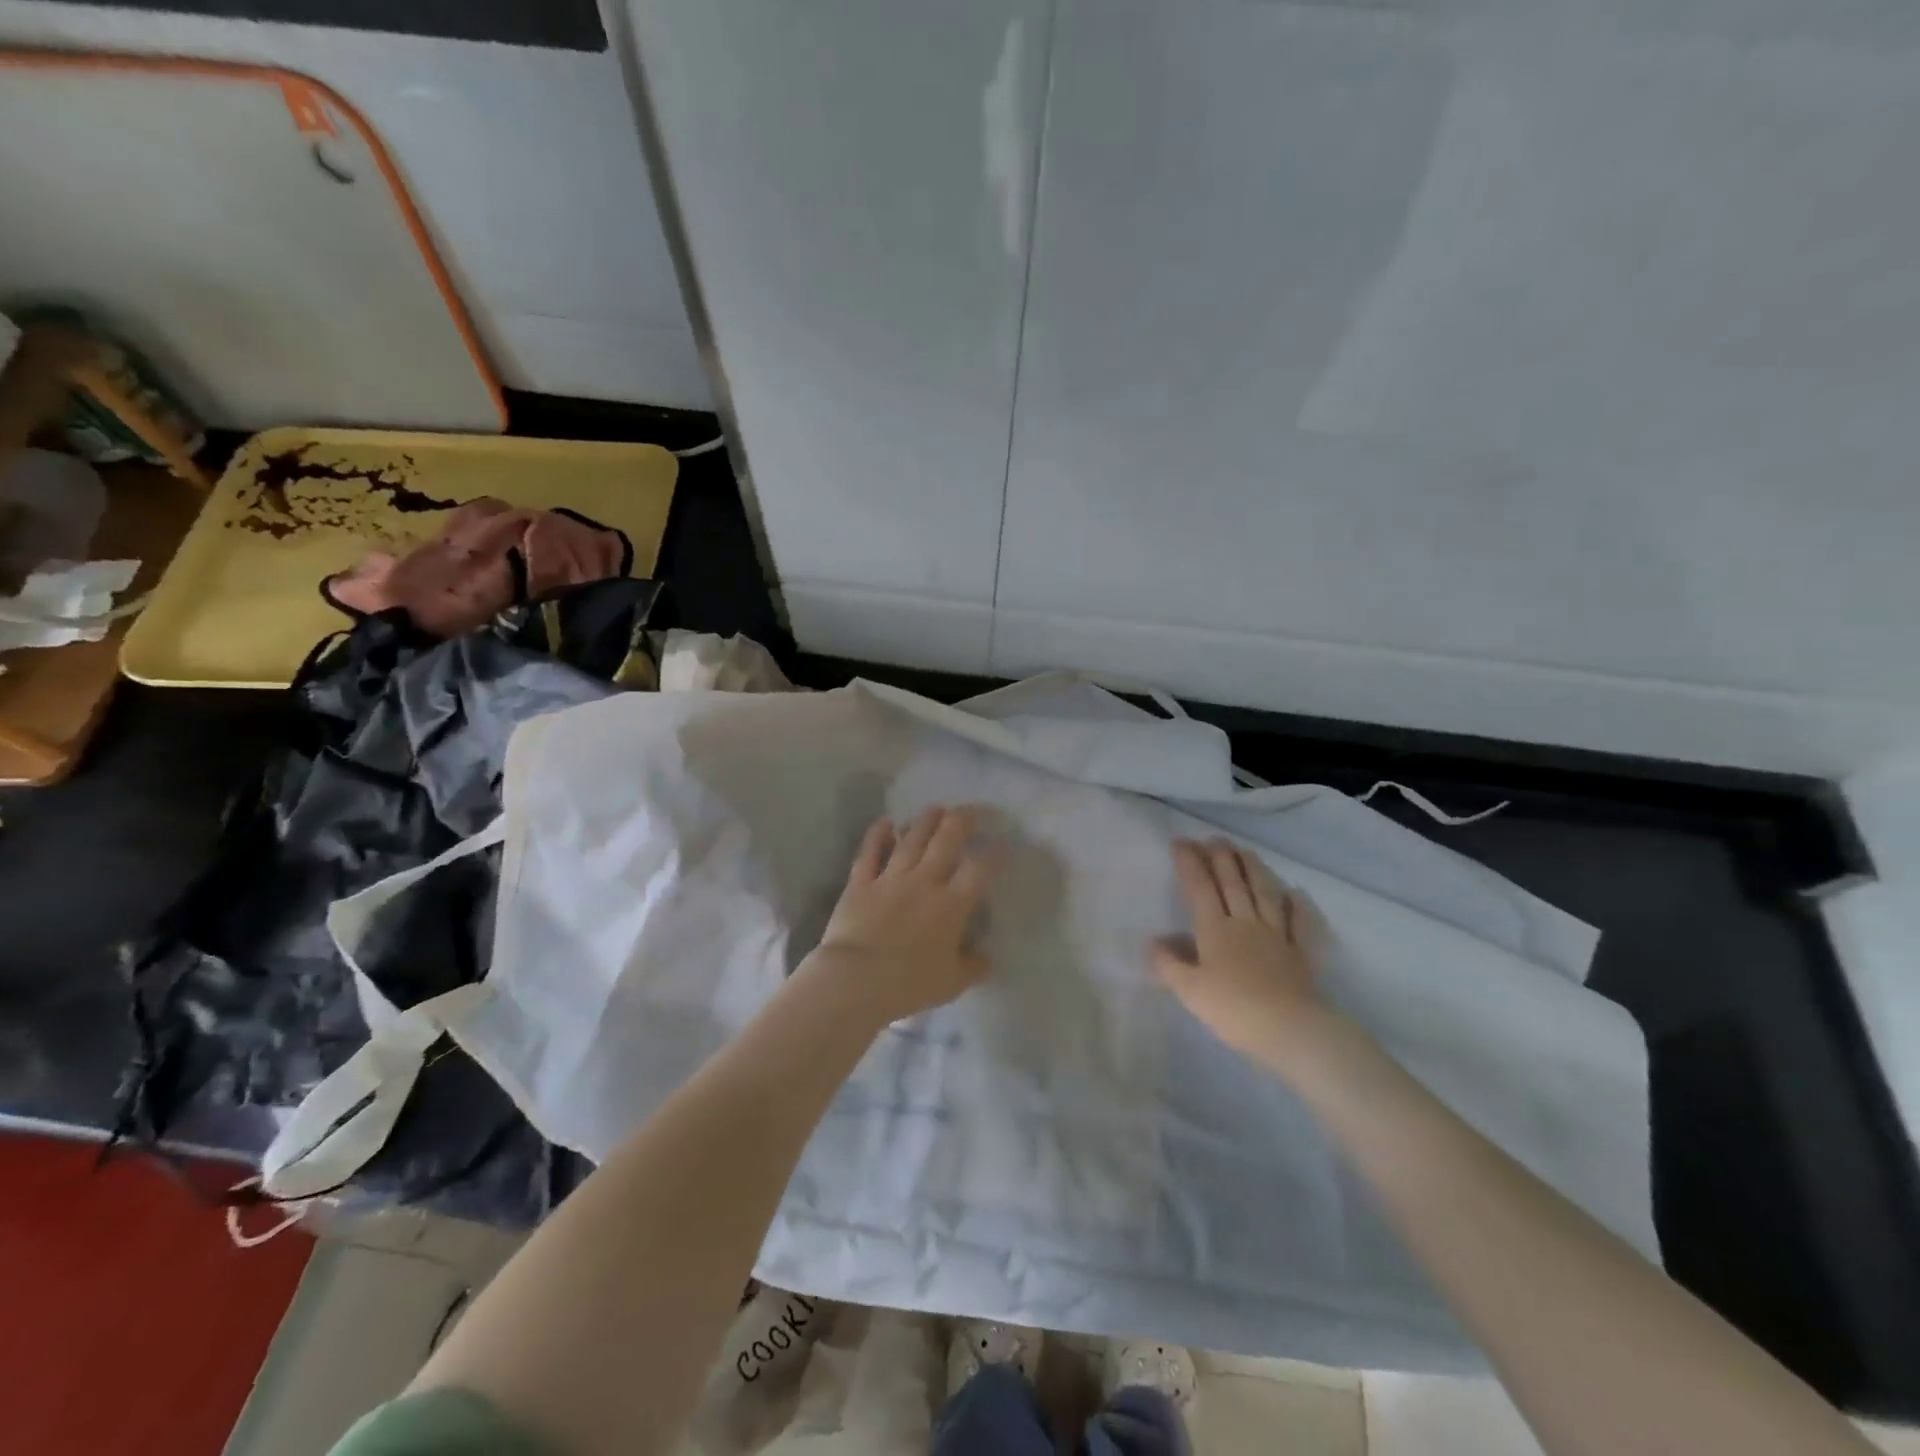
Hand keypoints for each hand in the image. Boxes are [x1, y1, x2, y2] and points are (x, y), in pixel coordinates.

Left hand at [803, 806, 998, 1025]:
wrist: (855, 981)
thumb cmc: (908, 985)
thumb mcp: (952, 983)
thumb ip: (974, 967)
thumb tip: (987, 959)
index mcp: (951, 905)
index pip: (980, 870)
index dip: (995, 854)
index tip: (1003, 844)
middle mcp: (924, 882)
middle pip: (947, 840)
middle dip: (963, 820)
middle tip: (972, 812)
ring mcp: (890, 879)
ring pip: (912, 839)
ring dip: (926, 821)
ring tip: (937, 808)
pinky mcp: (860, 883)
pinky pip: (869, 852)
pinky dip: (877, 835)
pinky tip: (885, 822)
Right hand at [1152, 837, 1327, 1065]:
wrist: (1289, 1030)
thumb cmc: (1233, 1009)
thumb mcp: (1189, 990)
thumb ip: (1168, 964)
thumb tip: (1152, 941)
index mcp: (1215, 929)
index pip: (1200, 887)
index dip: (1189, 862)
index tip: (1180, 842)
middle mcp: (1245, 922)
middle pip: (1232, 883)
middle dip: (1220, 857)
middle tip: (1212, 838)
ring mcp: (1277, 935)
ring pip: (1264, 893)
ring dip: (1254, 869)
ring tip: (1245, 850)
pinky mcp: (1300, 953)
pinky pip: (1300, 923)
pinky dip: (1298, 905)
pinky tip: (1295, 893)